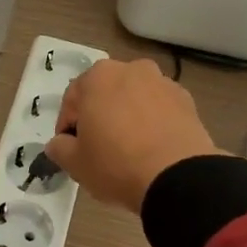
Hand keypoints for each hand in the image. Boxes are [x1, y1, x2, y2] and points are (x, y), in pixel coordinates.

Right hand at [46, 59, 219, 212]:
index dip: (67, 126)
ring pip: (135, 99)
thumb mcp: (75, 163)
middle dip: (99, 115)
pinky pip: (160, 110)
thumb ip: (59, 148)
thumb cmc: (116, 164)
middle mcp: (131, 69)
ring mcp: (163, 83)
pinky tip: (152, 148)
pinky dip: (153, 123)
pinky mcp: (187, 101)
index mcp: (98, 76)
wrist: (177, 177)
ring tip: (129, 149)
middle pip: (106, 93)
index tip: (70, 148)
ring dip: (128, 116)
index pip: (72, 99)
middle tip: (98, 147)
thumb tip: (59, 143)